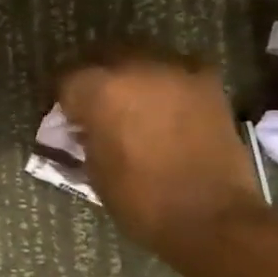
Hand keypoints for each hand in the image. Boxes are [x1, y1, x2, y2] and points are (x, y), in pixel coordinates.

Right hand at [57, 51, 263, 256]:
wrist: (213, 217)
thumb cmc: (141, 200)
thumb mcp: (94, 168)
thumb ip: (84, 135)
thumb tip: (81, 126)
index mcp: (100, 89)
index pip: (67, 80)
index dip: (64, 102)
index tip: (68, 120)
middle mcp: (135, 67)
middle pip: (102, 58)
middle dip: (95, 82)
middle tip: (97, 110)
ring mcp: (175, 70)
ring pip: (140, 59)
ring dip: (131, 78)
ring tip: (133, 107)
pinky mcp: (207, 82)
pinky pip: (174, 71)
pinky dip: (164, 85)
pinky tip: (165, 108)